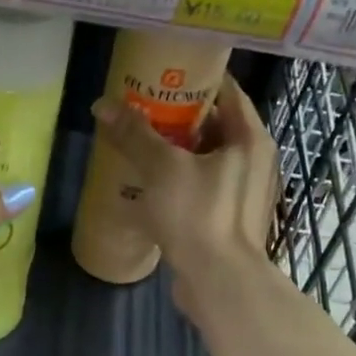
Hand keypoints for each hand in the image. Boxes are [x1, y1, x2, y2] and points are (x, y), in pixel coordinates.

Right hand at [90, 75, 277, 324]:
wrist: (219, 284)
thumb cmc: (199, 216)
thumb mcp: (162, 169)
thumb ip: (134, 135)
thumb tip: (102, 105)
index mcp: (250, 139)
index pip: (227, 91)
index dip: (195, 78)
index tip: (162, 72)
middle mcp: (253, 161)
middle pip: (214, 125)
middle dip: (178, 116)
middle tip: (140, 106)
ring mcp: (242, 192)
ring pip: (206, 158)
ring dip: (175, 150)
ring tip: (138, 141)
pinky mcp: (227, 218)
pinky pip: (202, 186)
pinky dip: (178, 179)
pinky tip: (147, 182)